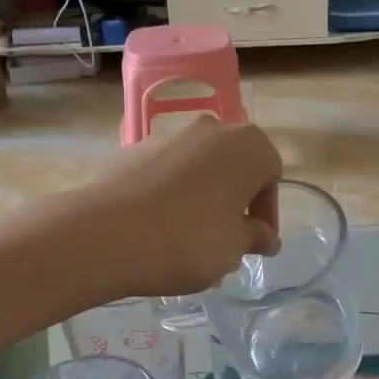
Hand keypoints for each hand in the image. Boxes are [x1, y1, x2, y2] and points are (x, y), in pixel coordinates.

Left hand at [80, 119, 282, 298]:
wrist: (107, 235)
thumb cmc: (189, 241)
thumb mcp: (233, 249)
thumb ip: (255, 237)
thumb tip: (267, 238)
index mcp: (248, 147)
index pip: (272, 175)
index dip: (266, 211)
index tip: (255, 242)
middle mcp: (212, 129)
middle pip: (235, 164)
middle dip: (235, 199)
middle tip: (227, 237)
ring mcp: (169, 135)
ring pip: (199, 166)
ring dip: (203, 194)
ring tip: (189, 236)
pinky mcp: (133, 149)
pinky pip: (166, 171)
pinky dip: (170, 192)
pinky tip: (157, 226)